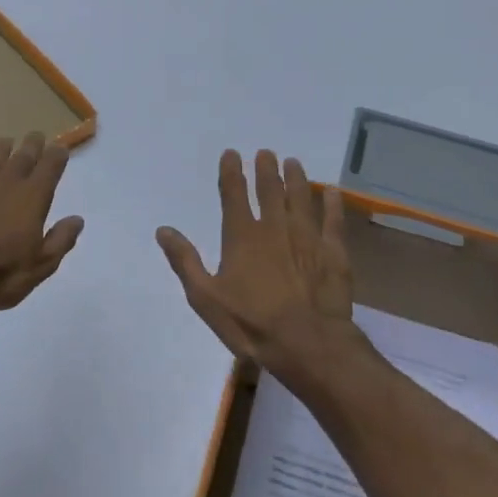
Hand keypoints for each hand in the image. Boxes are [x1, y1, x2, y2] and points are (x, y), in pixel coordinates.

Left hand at [0, 132, 83, 315]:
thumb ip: (60, 240)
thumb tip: (77, 220)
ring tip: (6, 140)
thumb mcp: (41, 265)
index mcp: (32, 199)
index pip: (49, 169)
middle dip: (32, 145)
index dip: (57, 156)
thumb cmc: (0, 273)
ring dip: (0, 149)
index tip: (61, 148)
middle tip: (36, 135)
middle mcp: (6, 185)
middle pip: (22, 158)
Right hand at [156, 150, 370, 396]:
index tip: (232, 153)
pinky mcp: (333, 251)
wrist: (307, 343)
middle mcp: (275, 227)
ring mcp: (307, 237)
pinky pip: (333, 220)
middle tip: (266, 153)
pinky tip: (331, 191)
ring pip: (301, 197)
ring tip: (293, 162)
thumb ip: (185, 261)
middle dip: (266, 168)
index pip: (234, 194)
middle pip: (270, 189)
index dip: (231, 171)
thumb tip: (163, 230)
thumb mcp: (206, 298)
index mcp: (242, 236)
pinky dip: (332, 203)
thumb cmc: (251, 324)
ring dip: (296, 178)